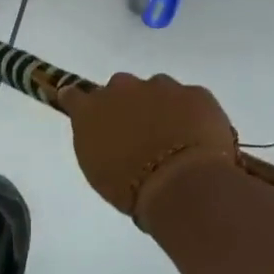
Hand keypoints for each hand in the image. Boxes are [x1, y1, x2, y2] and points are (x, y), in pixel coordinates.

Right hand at [59, 72, 237, 227]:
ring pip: (158, 89)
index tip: (89, 114)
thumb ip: (97, 142)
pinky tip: (199, 138)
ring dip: (161, 106)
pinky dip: (192, 113)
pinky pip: (190, 98)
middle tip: (139, 133)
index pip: (75, 95)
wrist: (183, 184)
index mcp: (91, 110)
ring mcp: (161, 87)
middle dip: (128, 104)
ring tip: (173, 136)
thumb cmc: (130, 187)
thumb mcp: (98, 169)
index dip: (82, 103)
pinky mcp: (196, 93)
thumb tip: (105, 135)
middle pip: (120, 88)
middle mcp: (122, 88)